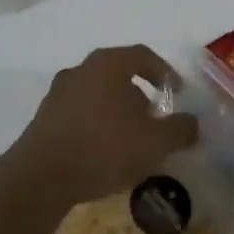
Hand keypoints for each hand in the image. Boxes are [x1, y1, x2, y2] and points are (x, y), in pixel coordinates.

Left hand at [0, 45, 198, 212]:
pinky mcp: (44, 117)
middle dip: (140, 94)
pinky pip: (80, 113)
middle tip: (155, 119)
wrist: (41, 177)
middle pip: (118, 74)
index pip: (143, 55)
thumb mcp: (155, 142)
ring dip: (117, 111)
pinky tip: (104, 151)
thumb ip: (181, 129)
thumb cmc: (104, 148)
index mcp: (108, 64)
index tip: (178, 92)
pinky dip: (96, 124)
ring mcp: (58, 93)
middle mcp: (81, 70)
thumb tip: (193, 123)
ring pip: (98, 94)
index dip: (165, 71)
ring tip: (131, 139)